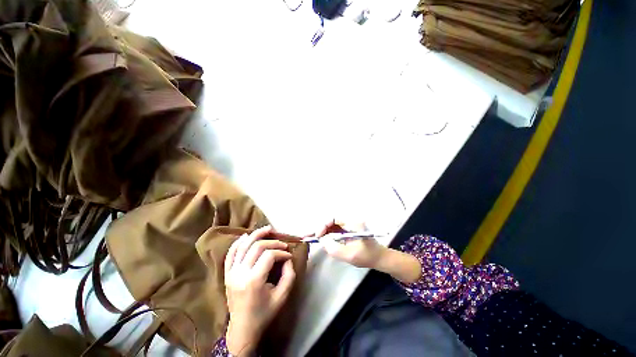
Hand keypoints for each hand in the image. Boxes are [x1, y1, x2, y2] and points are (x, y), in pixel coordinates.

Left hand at [224, 226, 295, 355]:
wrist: (243, 329)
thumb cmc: (265, 313)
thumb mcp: (282, 295)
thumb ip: (289, 274)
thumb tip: (287, 258)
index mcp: (254, 281)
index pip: (269, 255)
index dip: (281, 252)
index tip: (289, 255)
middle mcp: (240, 274)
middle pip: (257, 247)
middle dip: (272, 242)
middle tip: (282, 244)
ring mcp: (231, 273)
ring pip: (243, 246)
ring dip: (256, 235)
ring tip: (267, 229)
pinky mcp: (227, 274)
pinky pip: (231, 254)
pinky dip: (238, 242)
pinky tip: (246, 235)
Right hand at [316, 220, 385, 268]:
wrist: (379, 258)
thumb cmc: (367, 256)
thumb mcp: (350, 255)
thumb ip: (334, 248)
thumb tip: (322, 240)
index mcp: (353, 222)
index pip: (334, 218)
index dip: (323, 225)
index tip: (318, 236)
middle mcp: (350, 220)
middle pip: (331, 220)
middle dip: (320, 228)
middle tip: (309, 235)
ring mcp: (349, 225)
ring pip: (332, 225)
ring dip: (323, 231)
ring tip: (312, 237)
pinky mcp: (348, 230)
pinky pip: (335, 229)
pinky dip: (327, 234)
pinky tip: (321, 239)